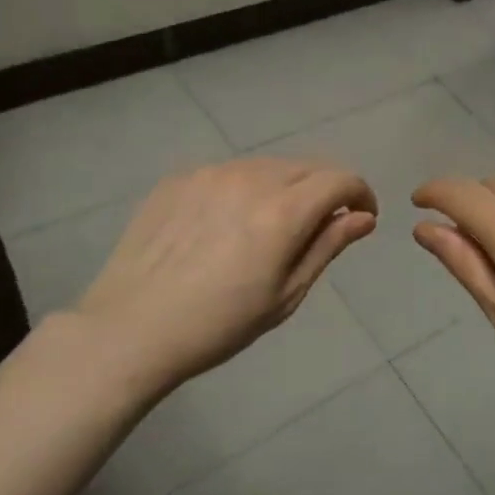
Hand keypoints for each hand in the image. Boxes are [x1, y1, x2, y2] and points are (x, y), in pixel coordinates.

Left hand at [67, 159, 376, 394]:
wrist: (130, 329)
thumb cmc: (218, 325)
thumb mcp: (285, 295)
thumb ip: (327, 246)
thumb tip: (363, 217)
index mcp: (282, 212)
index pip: (340, 179)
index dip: (360, 193)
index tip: (362, 216)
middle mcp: (250, 178)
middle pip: (306, 166)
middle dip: (325, 189)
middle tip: (319, 225)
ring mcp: (211, 173)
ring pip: (267, 166)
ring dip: (284, 186)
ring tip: (268, 226)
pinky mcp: (180, 178)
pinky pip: (228, 173)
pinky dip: (243, 189)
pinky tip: (224, 225)